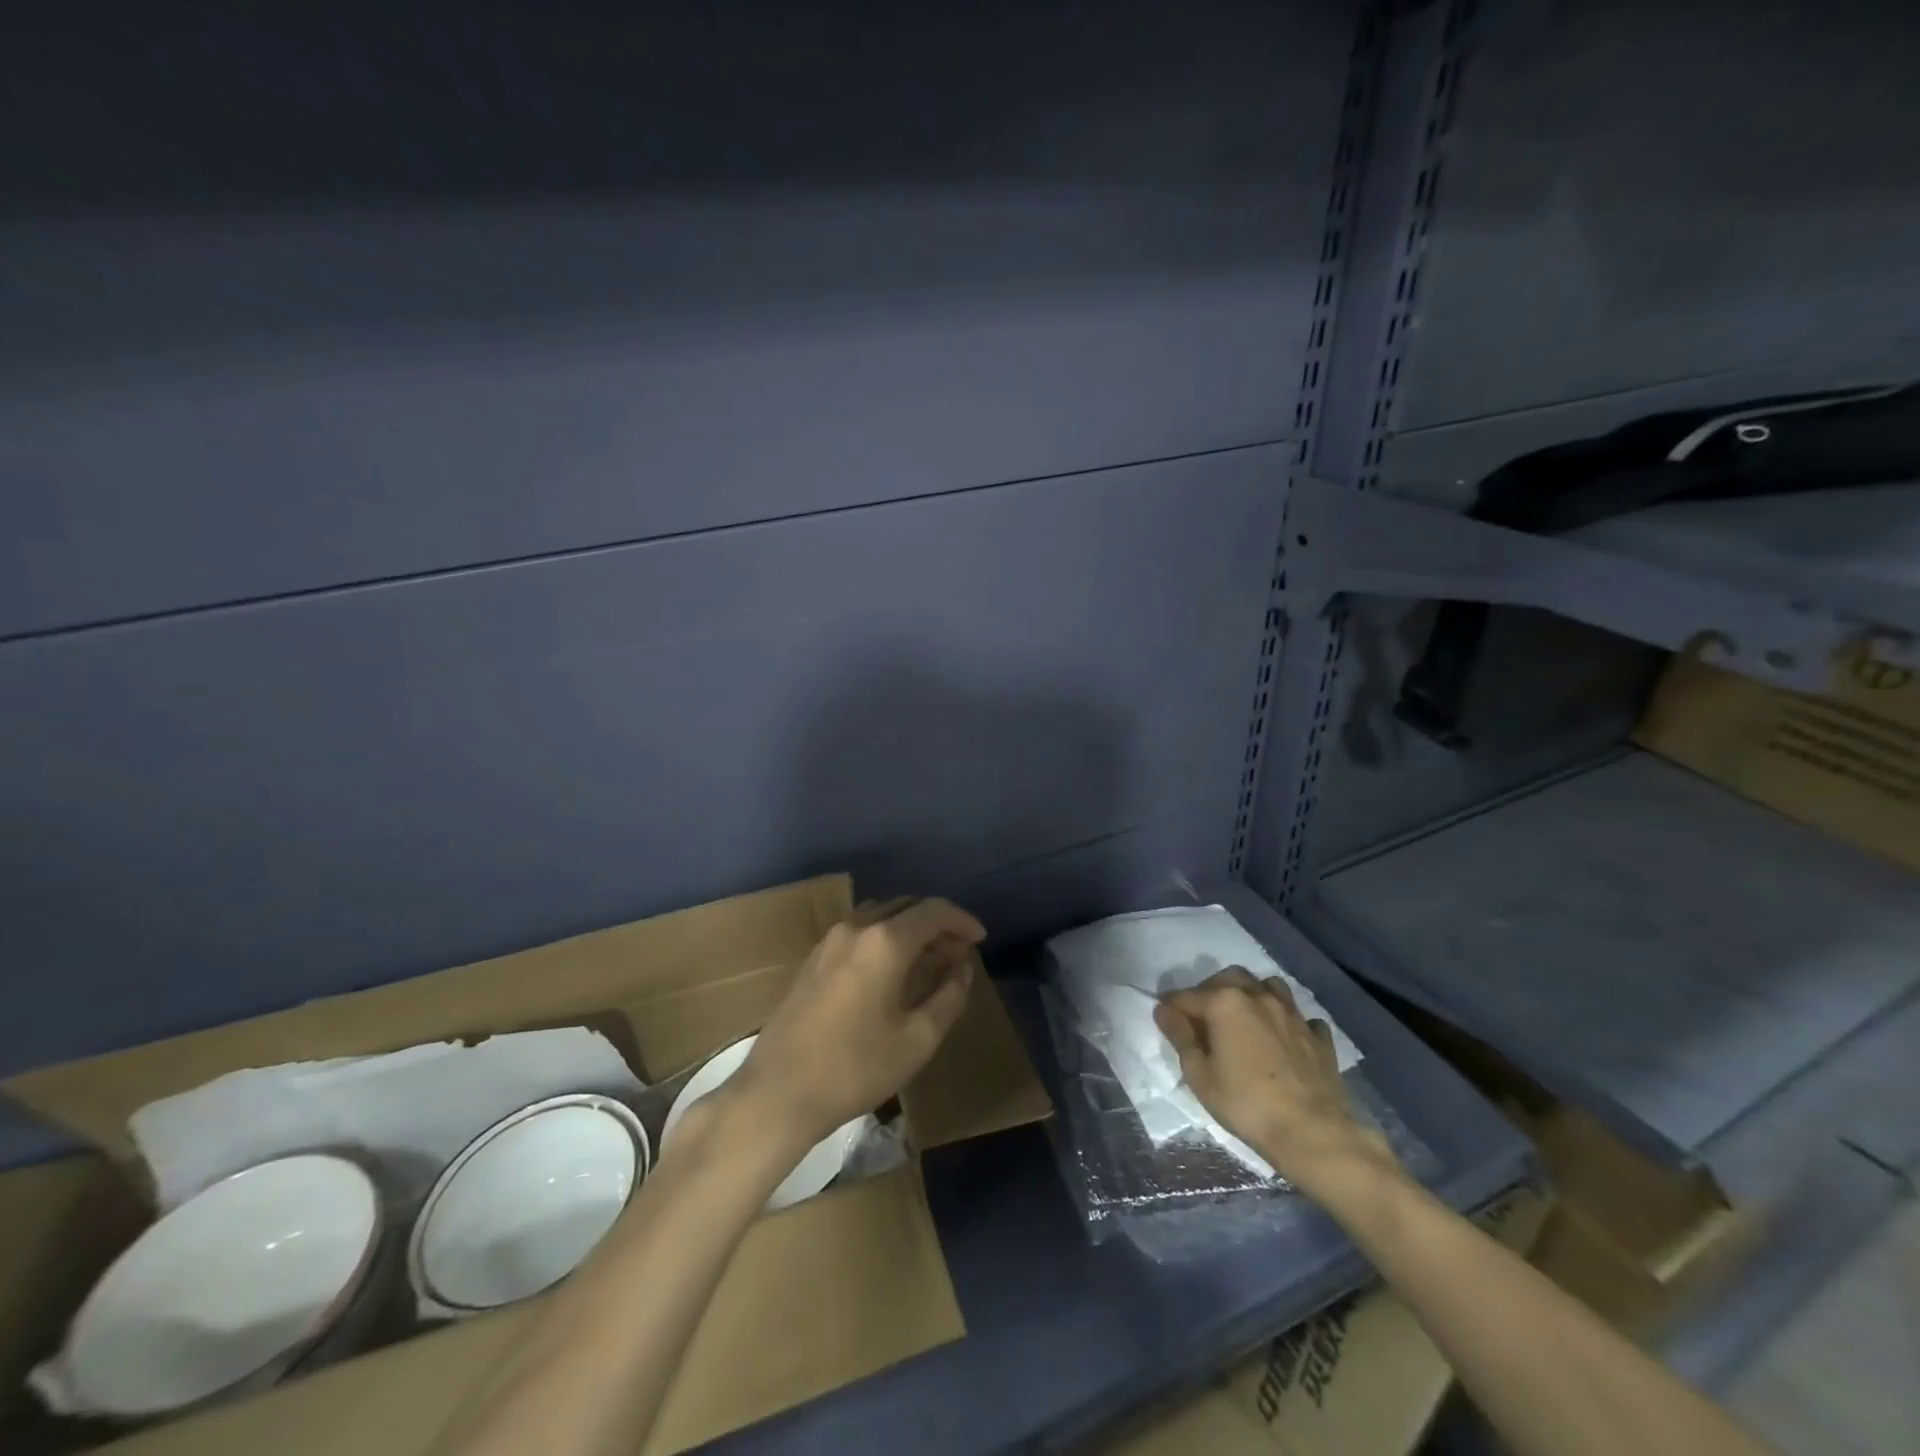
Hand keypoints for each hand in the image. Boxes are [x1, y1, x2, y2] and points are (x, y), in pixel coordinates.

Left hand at [731, 897, 984, 1152]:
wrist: (778, 1092)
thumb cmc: (855, 1068)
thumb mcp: (917, 1040)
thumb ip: (948, 997)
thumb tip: (962, 969)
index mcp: (884, 941)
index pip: (933, 911)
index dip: (962, 920)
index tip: (980, 939)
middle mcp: (856, 927)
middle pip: (906, 907)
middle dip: (936, 924)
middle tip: (958, 952)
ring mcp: (829, 941)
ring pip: (880, 916)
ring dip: (908, 929)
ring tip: (928, 959)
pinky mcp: (812, 958)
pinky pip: (858, 931)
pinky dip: (883, 938)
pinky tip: (890, 969)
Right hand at [1154, 967, 1397, 1194]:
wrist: (1313, 1133)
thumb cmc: (1246, 1104)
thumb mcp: (1200, 1075)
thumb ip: (1180, 1037)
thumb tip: (1164, 1010)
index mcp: (1225, 1002)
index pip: (1187, 996)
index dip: (1171, 1006)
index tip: (1163, 1017)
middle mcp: (1259, 997)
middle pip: (1230, 978)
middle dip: (1212, 989)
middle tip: (1204, 1015)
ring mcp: (1293, 1014)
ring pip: (1270, 987)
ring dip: (1253, 994)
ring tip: (1246, 1017)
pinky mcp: (1319, 1037)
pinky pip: (1301, 1017)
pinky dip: (1289, 1021)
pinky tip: (1285, 1037)